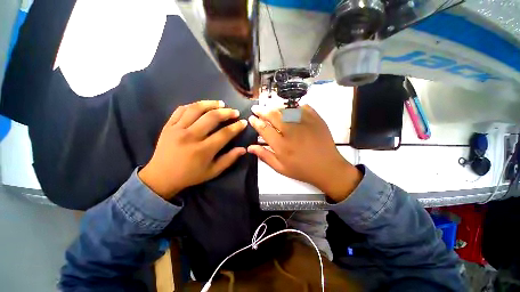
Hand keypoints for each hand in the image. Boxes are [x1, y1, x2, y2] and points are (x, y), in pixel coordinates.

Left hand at [139, 101, 247, 199]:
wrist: (161, 177)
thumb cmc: (190, 175)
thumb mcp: (213, 171)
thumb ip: (229, 160)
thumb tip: (243, 149)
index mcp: (203, 150)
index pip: (224, 134)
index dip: (236, 127)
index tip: (243, 122)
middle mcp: (190, 137)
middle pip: (212, 117)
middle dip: (226, 112)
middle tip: (234, 112)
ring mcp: (177, 129)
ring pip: (196, 109)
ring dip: (211, 104)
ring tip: (221, 103)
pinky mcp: (168, 126)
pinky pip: (181, 110)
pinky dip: (193, 105)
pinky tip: (202, 106)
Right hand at [248, 105, 361, 201]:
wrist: (328, 168)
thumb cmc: (302, 170)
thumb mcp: (280, 168)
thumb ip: (264, 156)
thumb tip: (250, 147)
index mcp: (281, 145)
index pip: (264, 129)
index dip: (256, 122)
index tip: (251, 118)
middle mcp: (291, 132)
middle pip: (273, 115)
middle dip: (262, 110)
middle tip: (256, 108)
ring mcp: (304, 124)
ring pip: (286, 109)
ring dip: (275, 107)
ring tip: (269, 108)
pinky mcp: (316, 119)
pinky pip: (302, 107)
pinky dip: (294, 106)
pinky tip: (289, 109)